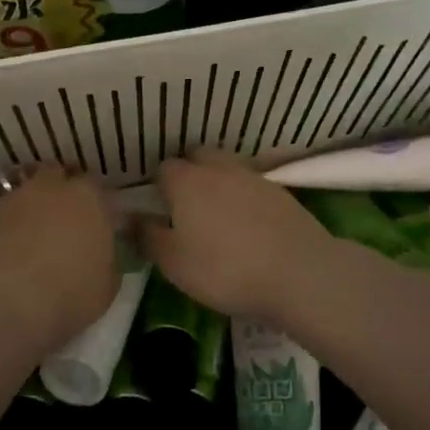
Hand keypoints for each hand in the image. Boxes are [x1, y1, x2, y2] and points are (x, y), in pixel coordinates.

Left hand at [0, 166, 117, 352]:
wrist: (5, 303)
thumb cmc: (69, 294)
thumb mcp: (107, 286)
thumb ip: (107, 258)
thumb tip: (101, 253)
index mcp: (88, 198)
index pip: (96, 185)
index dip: (95, 202)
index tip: (96, 221)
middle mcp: (50, 188)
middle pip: (56, 175)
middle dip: (60, 191)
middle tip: (63, 220)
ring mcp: (13, 199)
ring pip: (25, 194)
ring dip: (30, 209)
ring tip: (31, 238)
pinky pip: (0, 217)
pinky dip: (5, 228)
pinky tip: (5, 253)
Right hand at [141, 150, 347, 319]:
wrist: (298, 272)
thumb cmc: (225, 269)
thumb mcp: (174, 264)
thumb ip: (148, 237)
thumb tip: (131, 219)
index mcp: (186, 181)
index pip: (163, 169)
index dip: (158, 187)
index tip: (159, 210)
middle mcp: (217, 168)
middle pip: (197, 157)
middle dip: (189, 174)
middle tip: (186, 208)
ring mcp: (252, 176)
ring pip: (226, 167)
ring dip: (217, 181)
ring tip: (217, 214)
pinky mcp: (280, 190)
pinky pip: (251, 184)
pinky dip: (243, 196)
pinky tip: (247, 222)